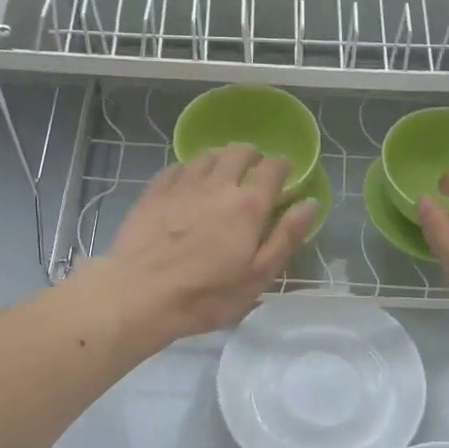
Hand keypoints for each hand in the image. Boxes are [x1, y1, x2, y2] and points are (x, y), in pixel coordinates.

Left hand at [81, 143, 315, 345]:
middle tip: (255, 171)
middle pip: (239, 152)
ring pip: (207, 155)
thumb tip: (309, 203)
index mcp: (249, 205)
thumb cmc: (206, 295)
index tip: (286, 173)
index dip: (283, 166)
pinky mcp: (154, 191)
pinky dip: (190, 168)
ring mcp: (183, 185)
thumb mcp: (257, 276)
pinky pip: (177, 166)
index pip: (273, 168)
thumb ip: (286, 237)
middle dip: (252, 156)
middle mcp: (218, 184)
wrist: (139, 294)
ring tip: (223, 174)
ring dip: (221, 159)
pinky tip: (189, 182)